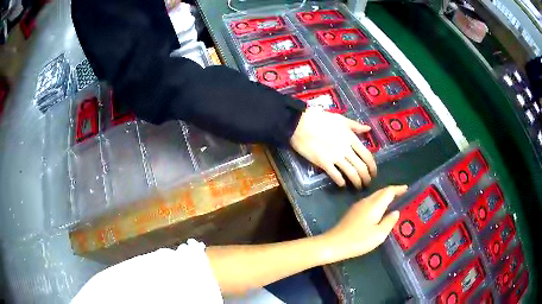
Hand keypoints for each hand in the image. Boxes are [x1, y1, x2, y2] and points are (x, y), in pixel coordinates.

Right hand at [290, 107, 376, 187]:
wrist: (300, 124)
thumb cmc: (320, 118)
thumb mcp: (341, 119)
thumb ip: (355, 125)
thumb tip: (368, 128)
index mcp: (351, 138)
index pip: (367, 155)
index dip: (373, 167)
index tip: (374, 173)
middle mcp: (346, 149)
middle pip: (361, 167)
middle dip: (366, 178)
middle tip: (367, 183)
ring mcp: (335, 157)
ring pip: (351, 173)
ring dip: (357, 182)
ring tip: (358, 187)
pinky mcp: (323, 163)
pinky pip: (336, 175)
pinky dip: (341, 182)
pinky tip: (342, 184)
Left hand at [321, 185, 406, 262]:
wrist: (333, 244)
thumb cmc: (358, 240)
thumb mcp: (379, 234)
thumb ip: (389, 222)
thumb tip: (396, 212)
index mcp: (374, 205)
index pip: (388, 191)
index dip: (398, 189)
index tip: (407, 188)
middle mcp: (366, 202)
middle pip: (381, 192)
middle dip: (392, 191)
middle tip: (402, 194)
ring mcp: (357, 206)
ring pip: (374, 196)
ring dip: (384, 196)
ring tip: (394, 201)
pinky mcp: (352, 212)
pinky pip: (369, 202)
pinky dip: (378, 202)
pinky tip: (380, 210)